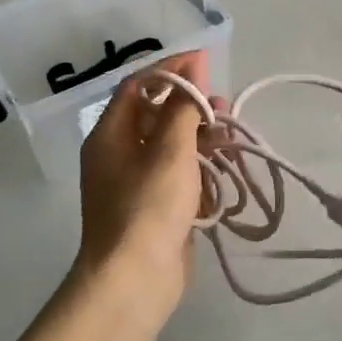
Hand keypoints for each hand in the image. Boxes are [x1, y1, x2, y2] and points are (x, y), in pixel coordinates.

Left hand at [76, 51, 210, 303]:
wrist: (135, 279)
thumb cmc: (149, 206)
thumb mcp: (170, 149)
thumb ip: (183, 106)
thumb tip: (192, 66)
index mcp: (110, 134)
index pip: (139, 85)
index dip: (171, 69)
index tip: (205, 61)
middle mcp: (118, 153)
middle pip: (155, 114)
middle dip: (190, 104)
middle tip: (222, 103)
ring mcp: (135, 181)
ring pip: (169, 144)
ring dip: (199, 134)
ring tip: (231, 133)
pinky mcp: (154, 206)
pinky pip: (176, 172)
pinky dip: (198, 163)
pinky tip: (224, 164)